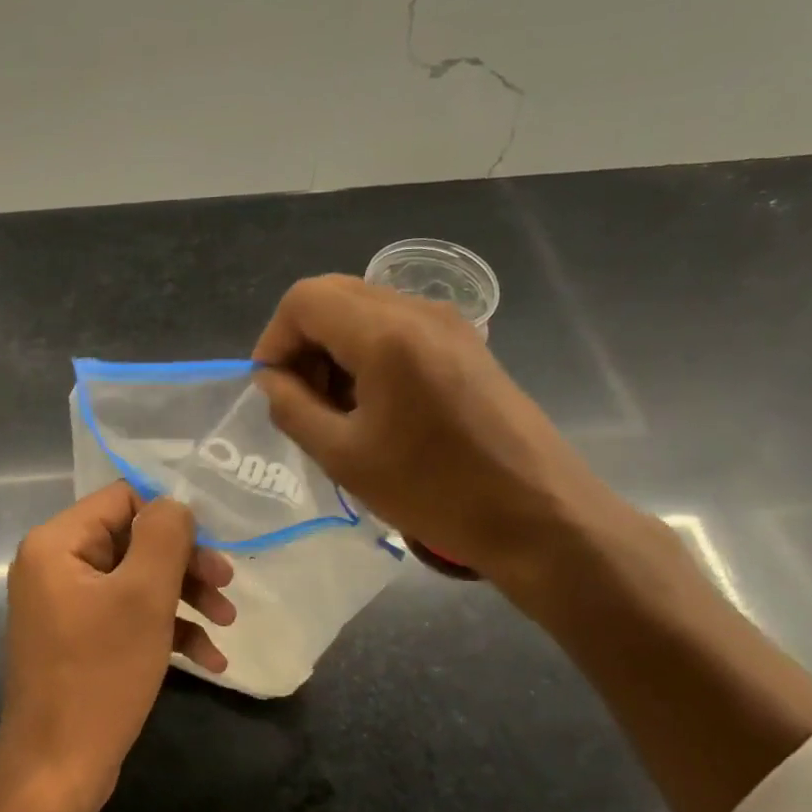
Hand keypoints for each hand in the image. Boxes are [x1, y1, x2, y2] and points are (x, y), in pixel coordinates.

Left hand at [0, 481, 234, 811]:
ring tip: (227, 624)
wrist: (56, 770)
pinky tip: (210, 661)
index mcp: (56, 543)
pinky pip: (126, 617)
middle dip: (184, 563)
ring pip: (135, 581)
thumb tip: (174, 504)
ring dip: (184, 598)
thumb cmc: (100, 674)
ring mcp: (64, 605)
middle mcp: (54, 565)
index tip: (211, 543)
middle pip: (132, 540)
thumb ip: (164, 536)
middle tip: (228, 585)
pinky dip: (165, 630)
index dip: (169, 516)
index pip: (121, 498)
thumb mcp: (144, 596)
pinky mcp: (78, 640)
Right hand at [252, 274, 618, 589]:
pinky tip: (376, 406)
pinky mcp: (466, 343)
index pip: (303, 300)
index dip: (274, 340)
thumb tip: (271, 379)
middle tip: (302, 399)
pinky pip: (396, 327)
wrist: (540, 516)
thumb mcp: (344, 457)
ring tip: (338, 409)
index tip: (273, 389)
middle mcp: (417, 311)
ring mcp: (448, 323)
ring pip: (364, 309)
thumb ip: (292, 407)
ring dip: (335, 348)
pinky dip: (368, 353)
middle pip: (333, 295)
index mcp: (385, 334)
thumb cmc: (435, 491)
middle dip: (303, 341)